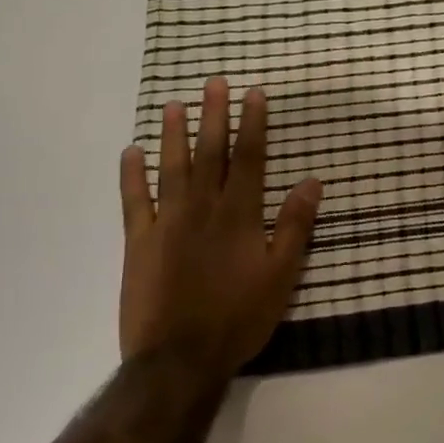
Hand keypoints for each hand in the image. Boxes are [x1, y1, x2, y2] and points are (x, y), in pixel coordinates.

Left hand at [118, 78, 322, 378]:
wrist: (178, 360)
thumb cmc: (238, 317)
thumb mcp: (281, 275)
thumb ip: (294, 226)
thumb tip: (312, 182)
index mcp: (239, 215)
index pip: (249, 158)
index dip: (252, 124)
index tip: (253, 93)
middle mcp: (203, 209)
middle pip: (210, 153)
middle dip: (214, 115)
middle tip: (214, 82)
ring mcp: (167, 223)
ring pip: (172, 169)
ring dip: (174, 135)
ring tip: (174, 104)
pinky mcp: (139, 243)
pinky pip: (134, 202)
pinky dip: (132, 176)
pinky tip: (131, 152)